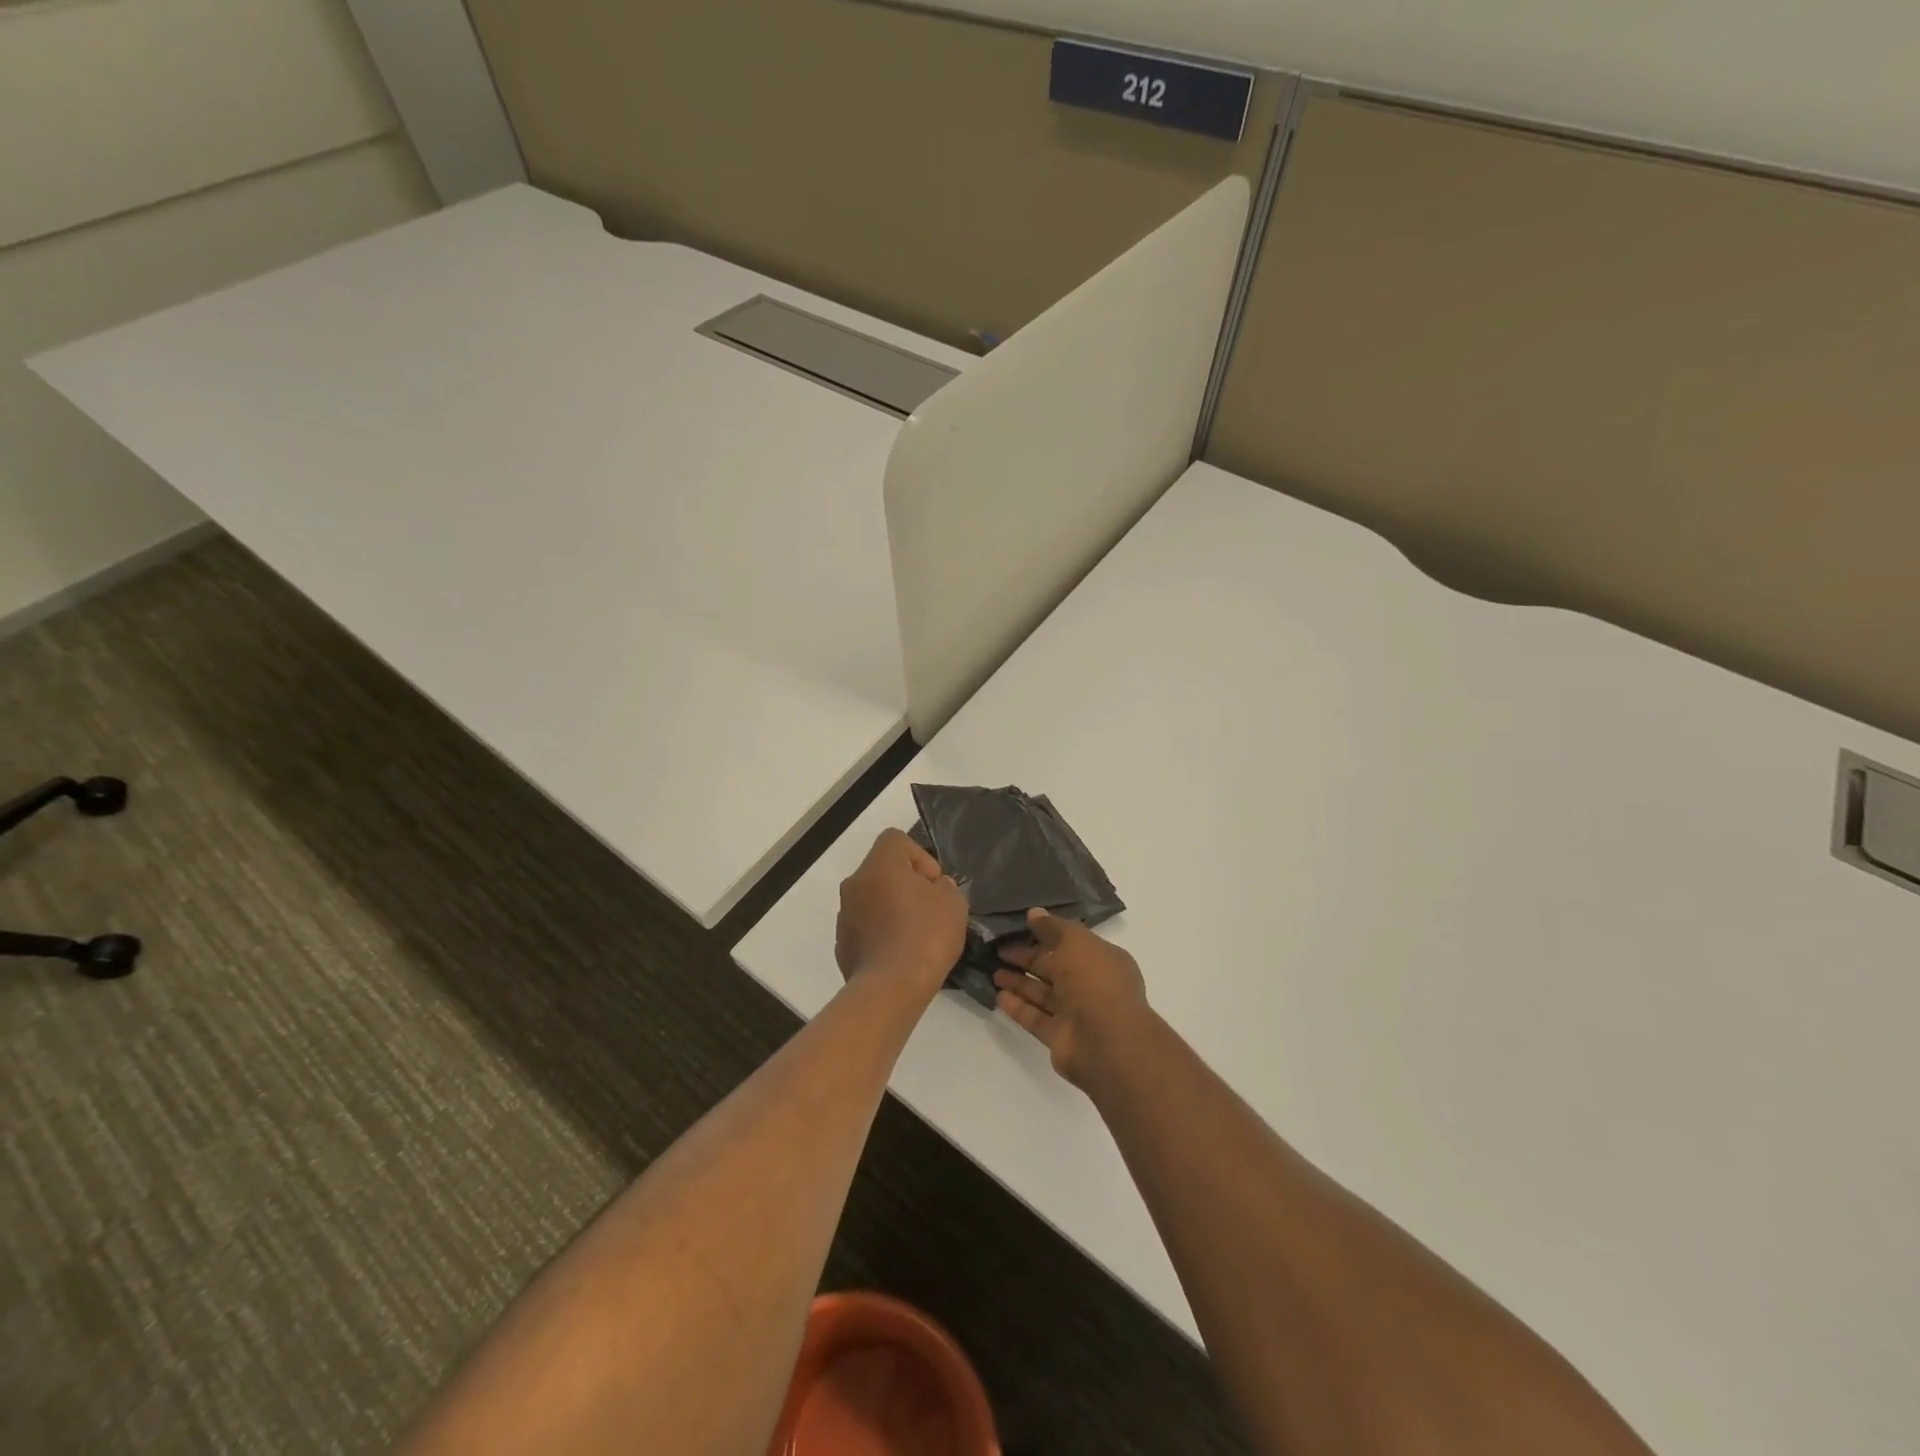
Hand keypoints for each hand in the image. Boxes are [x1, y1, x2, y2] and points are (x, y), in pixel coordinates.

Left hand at [835, 829, 967, 998]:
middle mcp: (855, 883)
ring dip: (892, 909)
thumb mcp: (953, 903)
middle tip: (930, 909)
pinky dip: (881, 933)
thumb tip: (934, 888)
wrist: (891, 988)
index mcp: (879, 865)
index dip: (919, 856)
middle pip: (883, 870)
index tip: (934, 884)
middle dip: (906, 885)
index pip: (895, 839)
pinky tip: (900, 955)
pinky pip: (865, 927)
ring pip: (872, 900)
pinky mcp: (842, 943)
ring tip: (916, 936)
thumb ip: (945, 887)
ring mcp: (844, 914)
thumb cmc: (925, 935)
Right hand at [994, 909, 1150, 1090]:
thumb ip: (1052, 927)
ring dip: (1019, 982)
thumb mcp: (1074, 941)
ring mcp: (1076, 1013)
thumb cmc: (1094, 981)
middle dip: (1027, 958)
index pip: (1070, 943)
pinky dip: (1019, 1007)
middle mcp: (1091, 985)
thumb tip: (1034, 913)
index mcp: (1102, 959)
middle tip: (998, 949)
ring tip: (993, 972)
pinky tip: (999, 996)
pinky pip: (1036, 1018)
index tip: (1018, 928)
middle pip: (1054, 968)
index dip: (1045, 934)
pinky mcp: (1060, 1037)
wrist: (1107, 1041)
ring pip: (1043, 993)